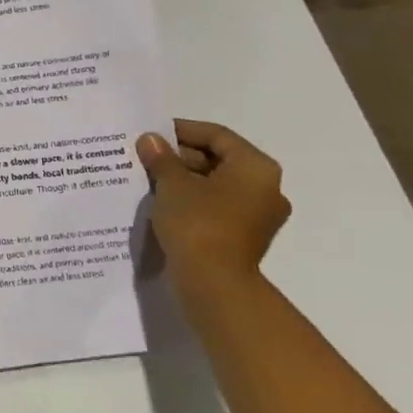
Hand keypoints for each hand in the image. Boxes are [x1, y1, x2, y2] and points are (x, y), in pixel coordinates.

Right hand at [136, 120, 290, 286]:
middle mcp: (266, 188)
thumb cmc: (198, 223)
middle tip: (146, 156)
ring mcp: (258, 215)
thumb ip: (161, 158)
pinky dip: (193, 200)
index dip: (182, 130)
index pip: (217, 136)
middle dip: (181, 156)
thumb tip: (150, 140)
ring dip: (184, 179)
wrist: (214, 282)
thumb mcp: (172, 184)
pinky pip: (216, 206)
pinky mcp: (244, 236)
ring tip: (149, 178)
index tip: (152, 133)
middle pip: (219, 160)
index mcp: (256, 168)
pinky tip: (163, 202)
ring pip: (217, 185)